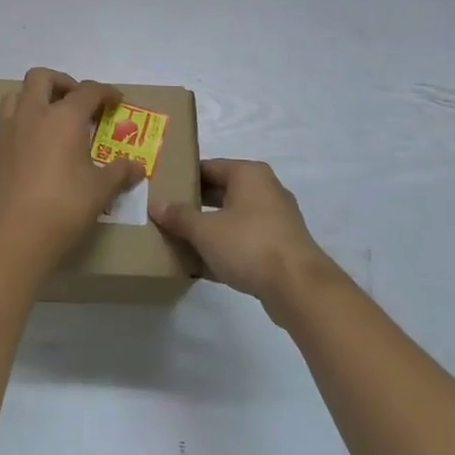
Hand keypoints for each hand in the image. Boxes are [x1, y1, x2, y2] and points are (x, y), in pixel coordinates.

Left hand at [0, 68, 143, 275]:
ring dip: (33, 99)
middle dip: (61, 82)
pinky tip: (29, 150)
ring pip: (15, 96)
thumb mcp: (100, 191)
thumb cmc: (63, 207)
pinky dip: (19, 127)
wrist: (12, 235)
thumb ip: (119, 173)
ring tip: (48, 120)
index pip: (87, 90)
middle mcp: (32, 115)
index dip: (105, 92)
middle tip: (76, 101)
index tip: (116, 100)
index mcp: (63, 117)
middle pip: (41, 77)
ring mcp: (6, 132)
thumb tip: (137, 167)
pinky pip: (4, 126)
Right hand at [151, 159, 338, 319]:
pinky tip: (202, 266)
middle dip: (194, 205)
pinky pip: (244, 241)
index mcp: (248, 174)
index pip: (208, 167)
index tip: (162, 190)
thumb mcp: (205, 230)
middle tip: (166, 216)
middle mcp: (265, 190)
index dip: (183, 178)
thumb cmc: (249, 244)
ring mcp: (276, 219)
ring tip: (180, 240)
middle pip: (221, 192)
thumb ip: (179, 216)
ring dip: (209, 229)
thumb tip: (156, 204)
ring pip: (232, 218)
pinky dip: (225, 248)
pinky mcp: (280, 247)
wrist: (298, 287)